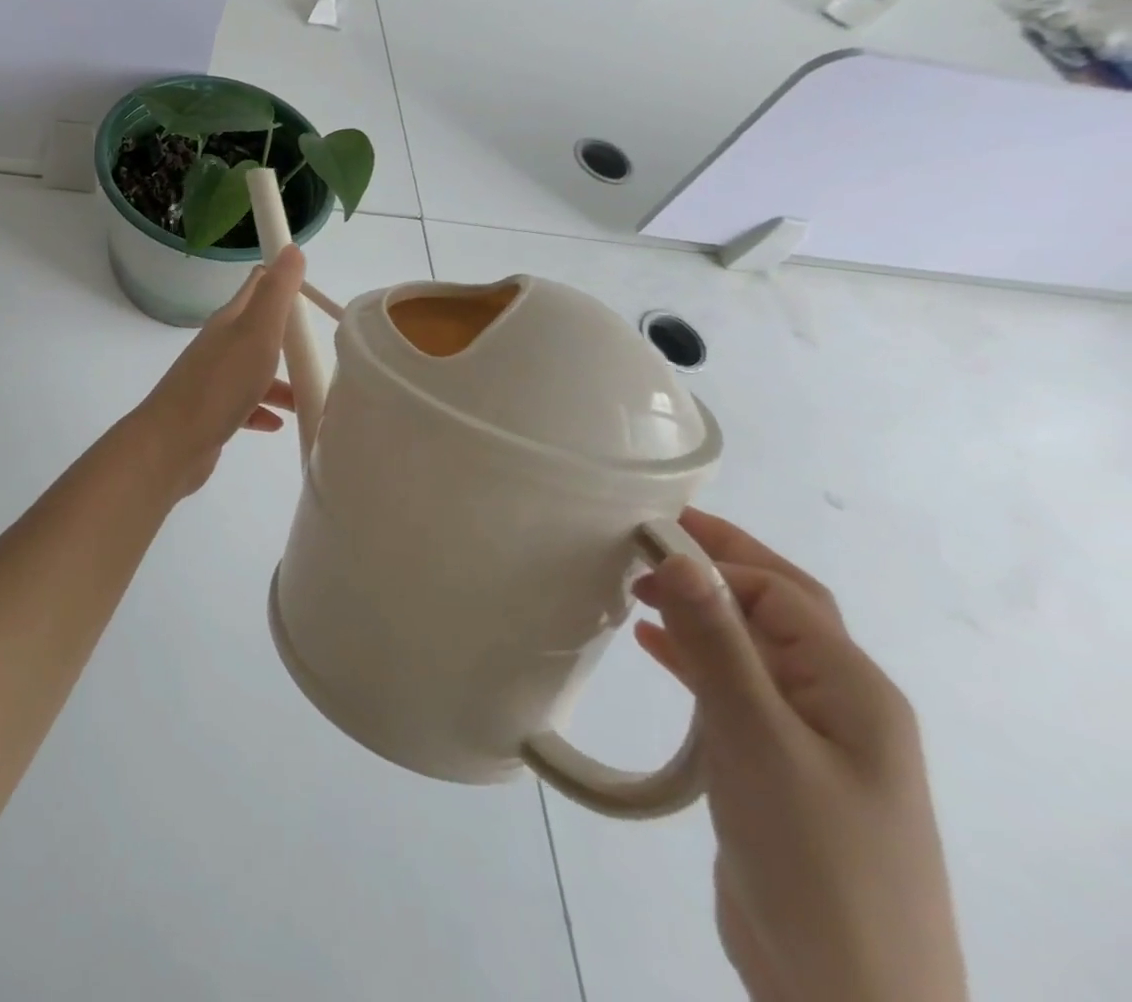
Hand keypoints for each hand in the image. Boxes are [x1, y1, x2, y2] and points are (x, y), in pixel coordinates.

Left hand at [129, 245, 304, 498]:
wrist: (172, 443)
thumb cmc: (221, 384)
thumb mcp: (257, 332)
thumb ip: (276, 292)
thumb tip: (290, 249)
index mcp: (230, 321)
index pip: (257, 287)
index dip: (281, 280)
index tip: (311, 288)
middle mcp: (220, 346)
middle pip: (258, 331)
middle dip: (287, 337)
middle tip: (318, 347)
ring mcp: (214, 380)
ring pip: (254, 372)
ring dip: (280, 381)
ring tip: (307, 397)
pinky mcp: (212, 413)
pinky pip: (244, 405)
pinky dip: (262, 410)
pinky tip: (277, 424)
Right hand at [633, 510, 967, 1001]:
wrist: (844, 994)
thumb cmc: (810, 853)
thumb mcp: (756, 738)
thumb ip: (717, 643)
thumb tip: (679, 556)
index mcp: (853, 689)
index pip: (780, 593)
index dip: (715, 556)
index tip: (640, 538)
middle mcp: (840, 705)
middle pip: (778, 610)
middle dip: (719, 564)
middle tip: (648, 533)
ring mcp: (812, 742)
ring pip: (753, 649)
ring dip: (702, 610)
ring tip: (635, 587)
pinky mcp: (779, 770)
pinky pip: (736, 690)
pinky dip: (695, 658)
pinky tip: (652, 648)